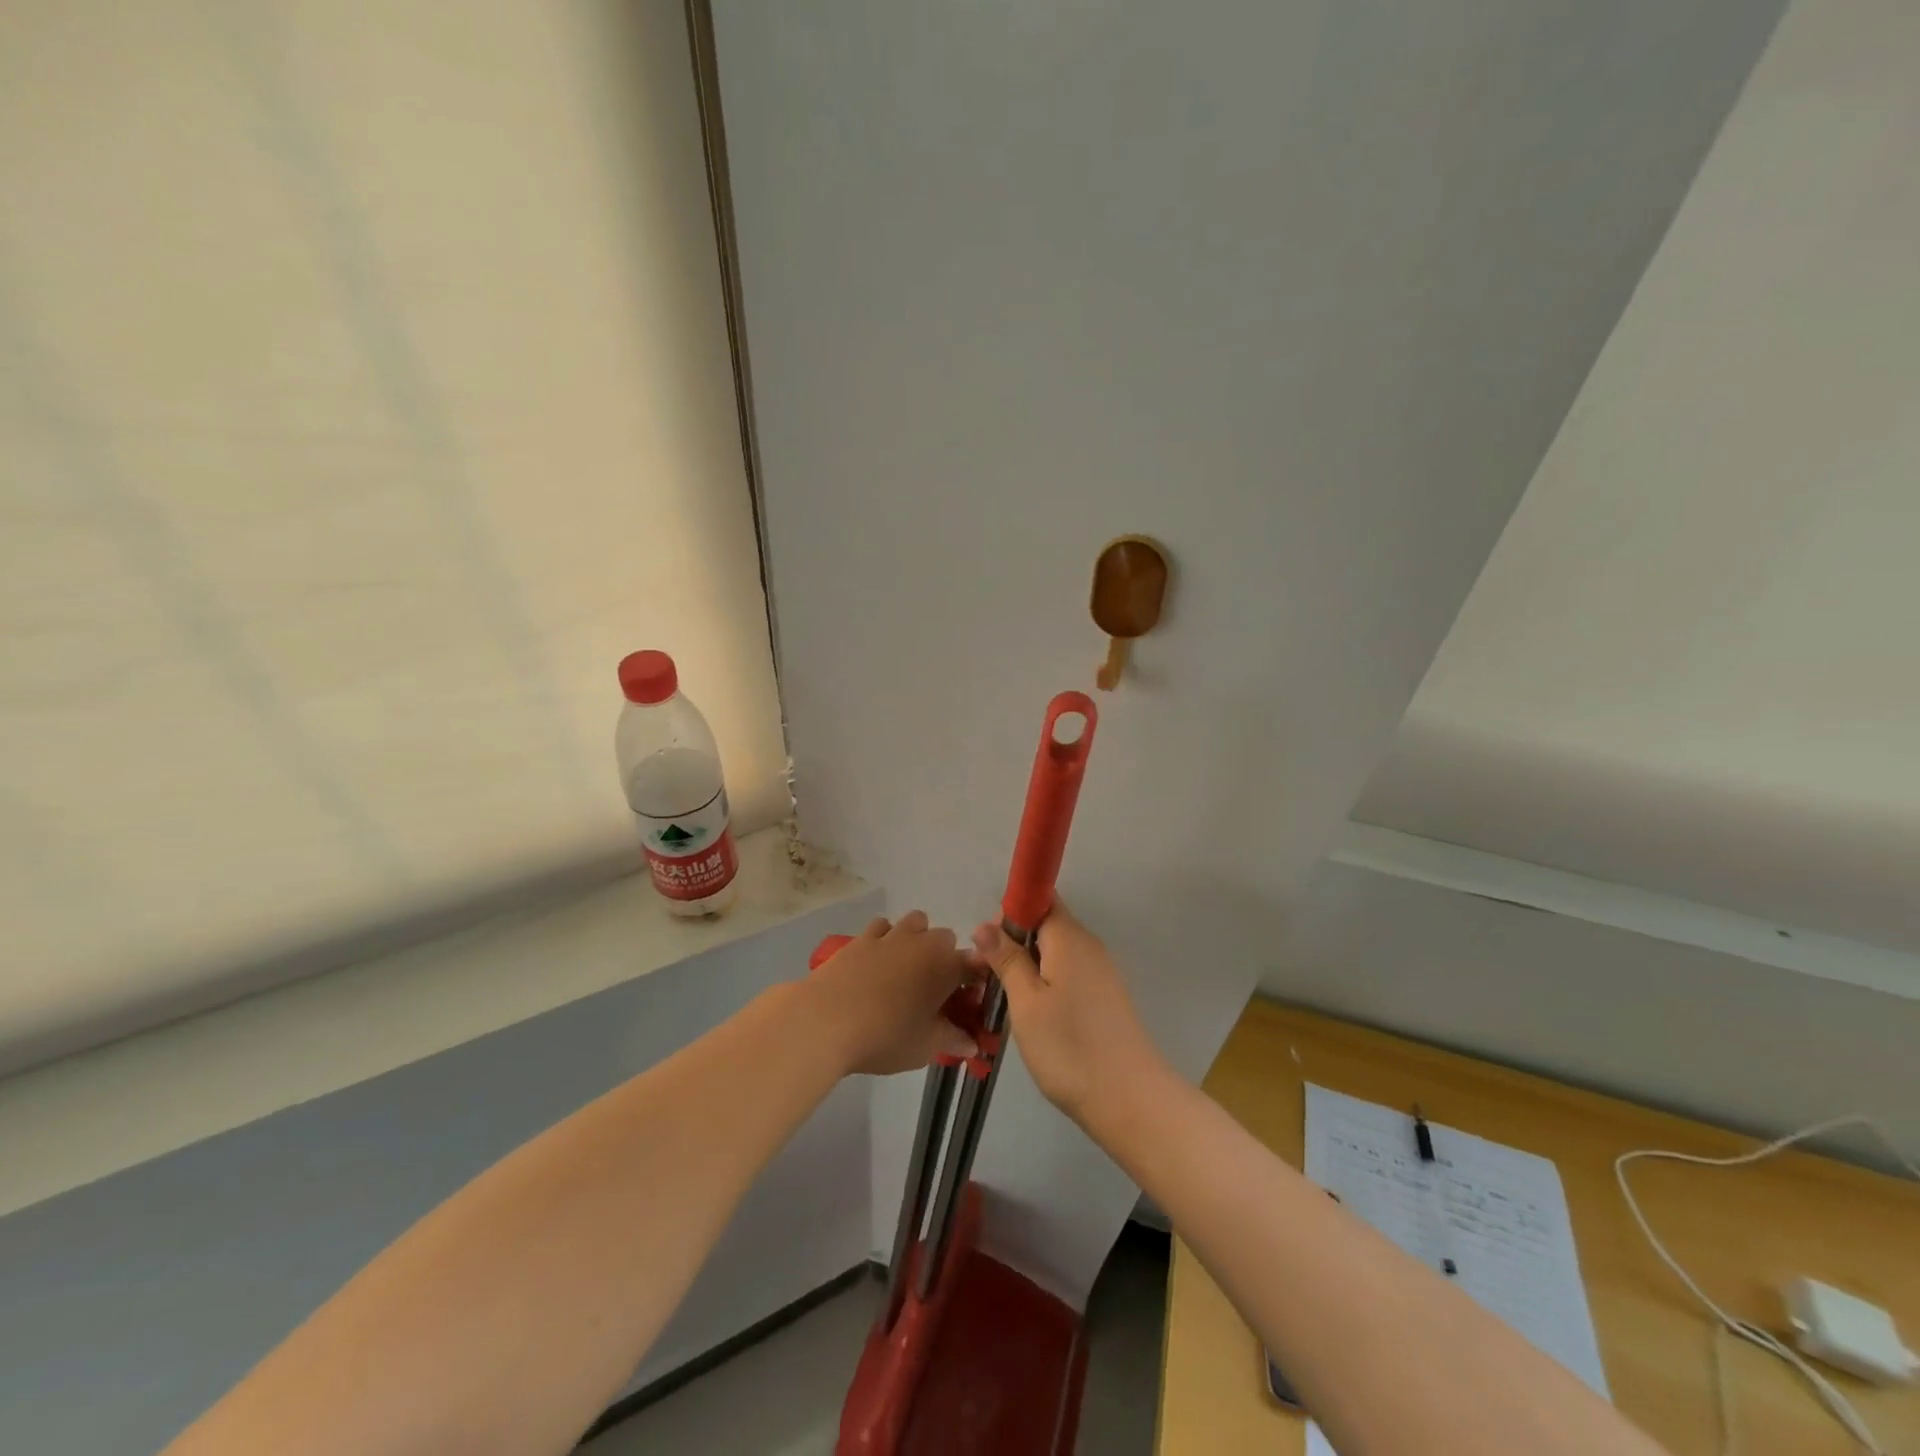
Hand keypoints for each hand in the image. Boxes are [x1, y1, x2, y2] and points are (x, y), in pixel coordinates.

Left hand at [805, 912, 977, 1076]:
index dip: (974, 983)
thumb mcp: (925, 1046)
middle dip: (945, 958)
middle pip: (945, 938)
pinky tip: (877, 961)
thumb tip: (971, 1045)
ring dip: (917, 939)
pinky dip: (886, 937)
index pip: (974, 965)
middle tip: (933, 991)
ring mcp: (890, 936)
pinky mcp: (861, 938)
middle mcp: (922, 942)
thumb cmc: (885, 1035)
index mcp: (946, 966)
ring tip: (906, 970)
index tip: (966, 1004)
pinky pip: (882, 927)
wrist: (825, 1020)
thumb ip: (951, 1040)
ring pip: (915, 922)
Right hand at [973, 902, 1167, 1126]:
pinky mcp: (1105, 998)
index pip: (1040, 898)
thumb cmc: (1069, 1047)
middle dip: (1015, 942)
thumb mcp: (1026, 1002)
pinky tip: (1034, 1016)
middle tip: (988, 978)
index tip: (990, 944)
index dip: (1011, 912)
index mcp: (1069, 938)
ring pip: (1056, 953)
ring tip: (1006, 1000)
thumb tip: (986, 925)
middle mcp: (1089, 946)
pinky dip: (1047, 984)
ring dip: (1028, 966)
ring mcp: (1101, 973)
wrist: (1130, 1100)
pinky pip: (1069, 974)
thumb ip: (1007, 959)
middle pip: (1046, 925)